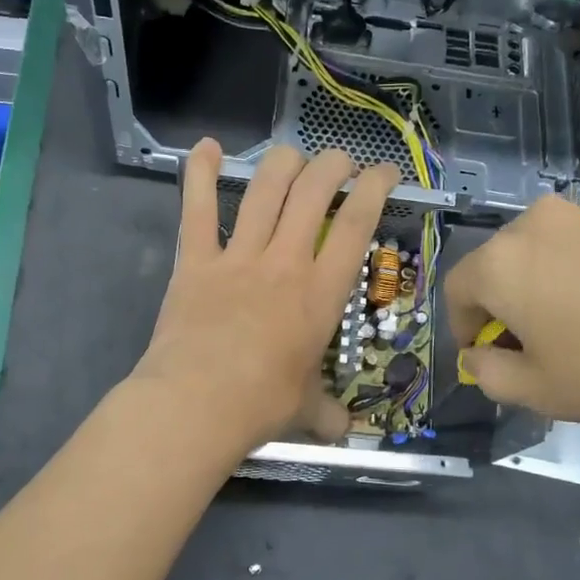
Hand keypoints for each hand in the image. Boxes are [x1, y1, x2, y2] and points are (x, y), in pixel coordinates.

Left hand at [132, 139, 399, 453]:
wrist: (196, 405)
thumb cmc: (261, 405)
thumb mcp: (306, 408)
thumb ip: (327, 413)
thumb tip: (342, 432)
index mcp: (320, 293)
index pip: (357, 225)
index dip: (375, 188)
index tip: (384, 172)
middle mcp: (285, 262)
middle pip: (313, 192)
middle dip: (332, 165)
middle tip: (339, 163)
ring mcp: (238, 257)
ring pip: (264, 189)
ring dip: (283, 163)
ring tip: (293, 156)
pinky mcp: (195, 261)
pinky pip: (196, 208)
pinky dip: (198, 172)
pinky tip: (206, 146)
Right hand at [443, 194, 579, 426]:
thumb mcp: (538, 391)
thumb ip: (488, 374)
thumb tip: (478, 356)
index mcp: (500, 263)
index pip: (456, 290)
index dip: (462, 328)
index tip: (485, 357)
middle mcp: (536, 225)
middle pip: (500, 265)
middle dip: (504, 305)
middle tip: (531, 346)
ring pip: (545, 253)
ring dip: (545, 286)